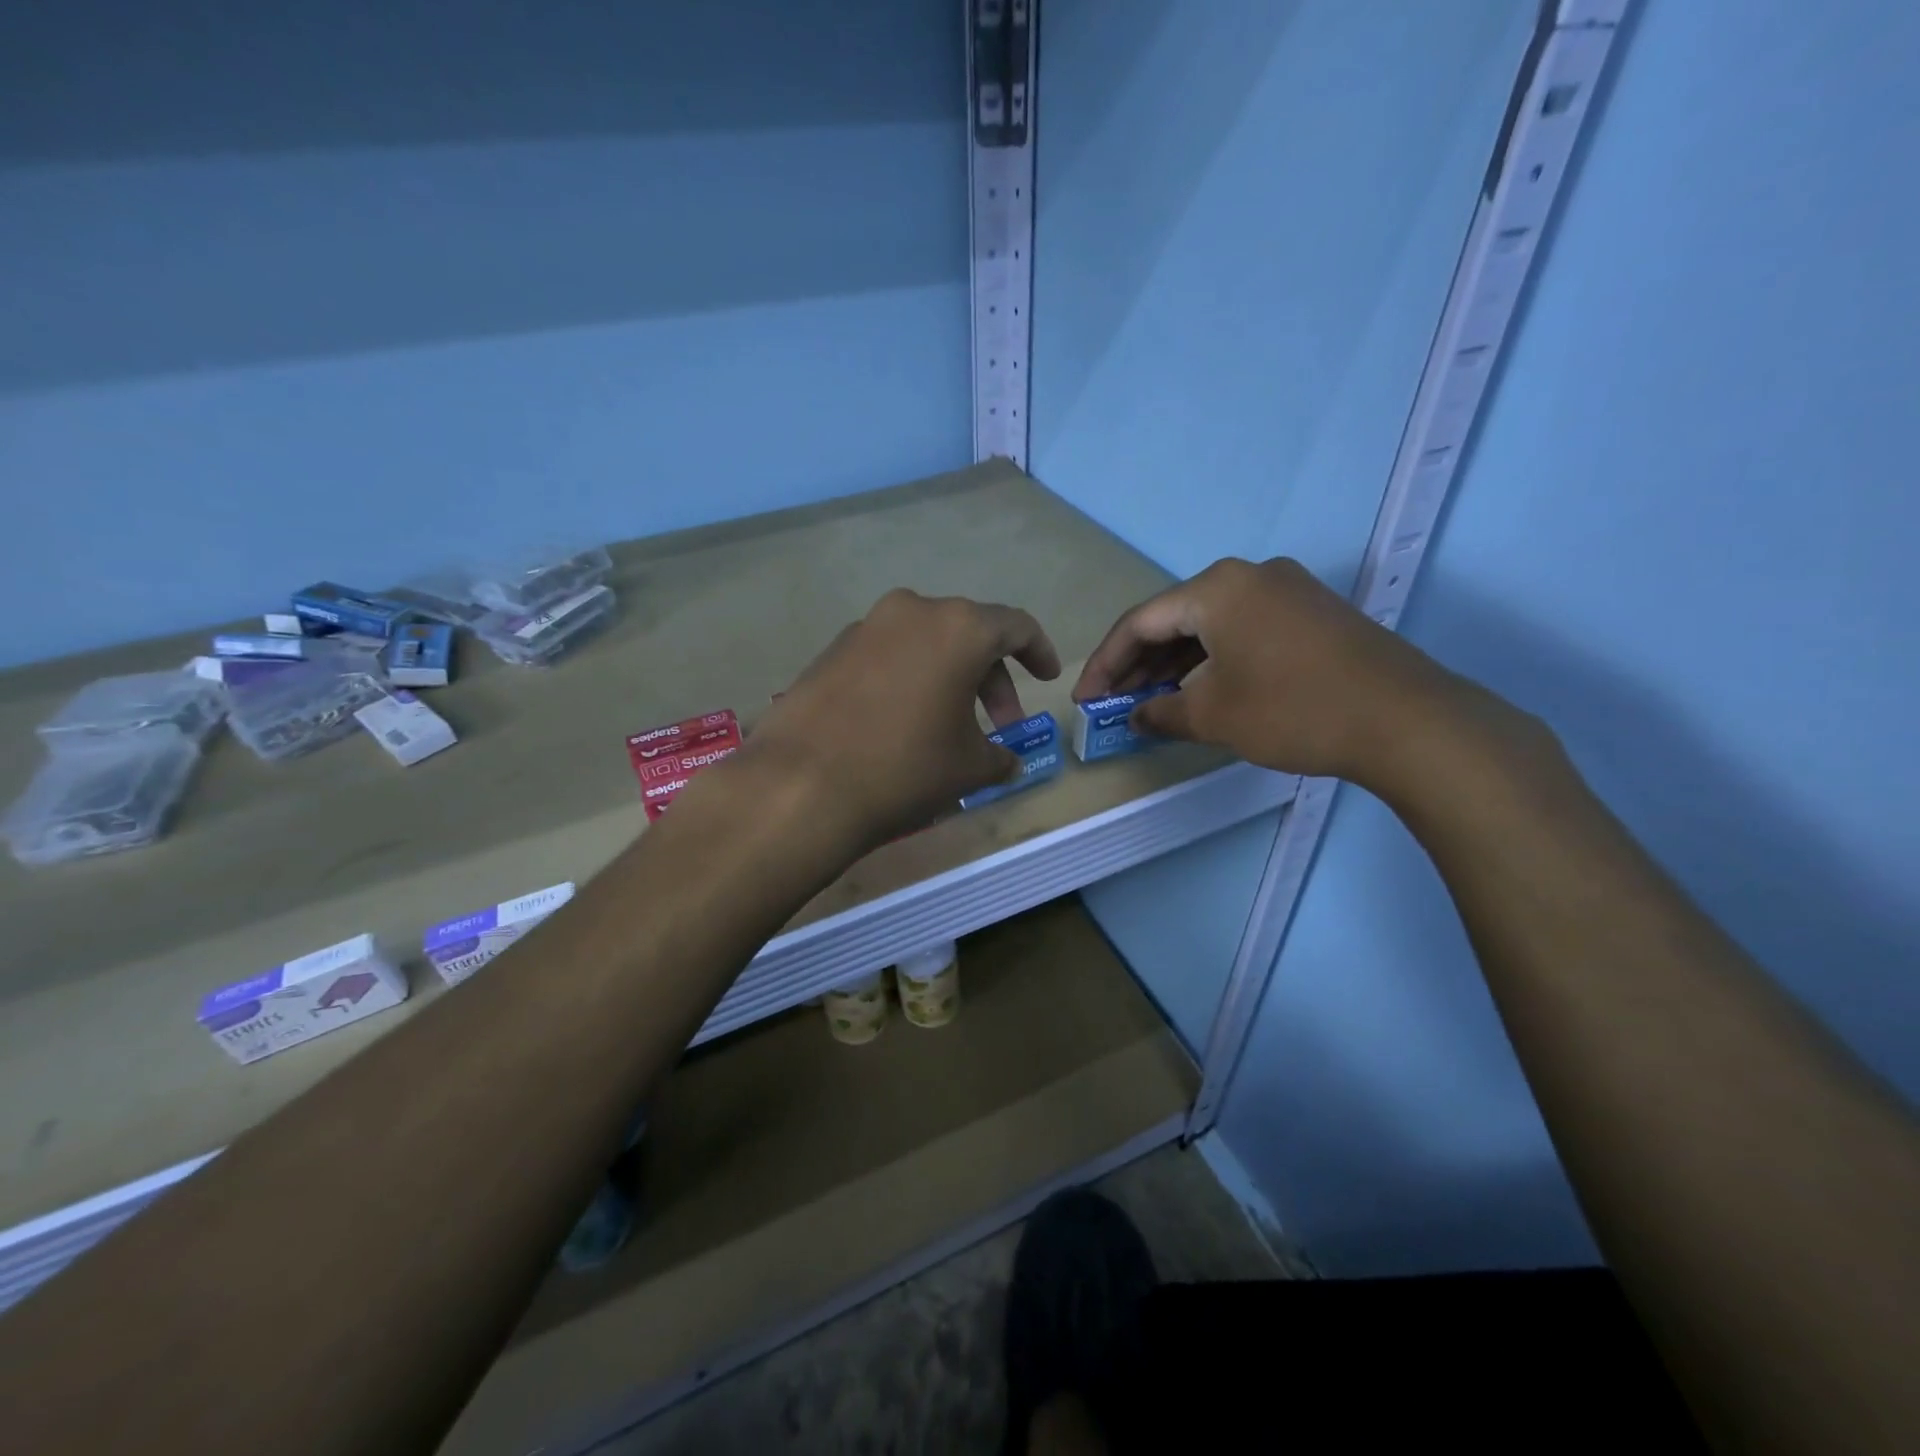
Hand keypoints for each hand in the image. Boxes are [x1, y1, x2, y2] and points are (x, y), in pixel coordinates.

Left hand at [743, 588, 1061, 846]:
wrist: (801, 784)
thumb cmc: (905, 767)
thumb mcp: (968, 768)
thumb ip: (1000, 757)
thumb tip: (1008, 762)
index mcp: (959, 627)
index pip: (1015, 626)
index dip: (1038, 652)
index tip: (1046, 678)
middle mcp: (913, 611)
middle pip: (969, 633)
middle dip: (992, 677)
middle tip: (999, 724)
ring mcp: (866, 627)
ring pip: (925, 643)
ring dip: (948, 677)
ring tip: (949, 725)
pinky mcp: (831, 650)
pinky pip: (887, 655)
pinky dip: (908, 679)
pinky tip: (901, 721)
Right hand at [1073, 557, 1465, 787]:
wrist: (1406, 721)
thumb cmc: (1293, 710)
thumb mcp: (1213, 716)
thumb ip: (1160, 713)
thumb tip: (1134, 718)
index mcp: (1216, 588)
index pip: (1140, 622)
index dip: (1106, 663)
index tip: (1086, 700)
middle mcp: (1249, 575)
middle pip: (1174, 618)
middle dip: (1140, 664)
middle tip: (1115, 704)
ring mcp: (1286, 590)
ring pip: (1210, 625)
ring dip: (1176, 664)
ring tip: (1152, 703)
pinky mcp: (1311, 613)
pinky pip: (1243, 630)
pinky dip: (1213, 659)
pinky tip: (1201, 690)